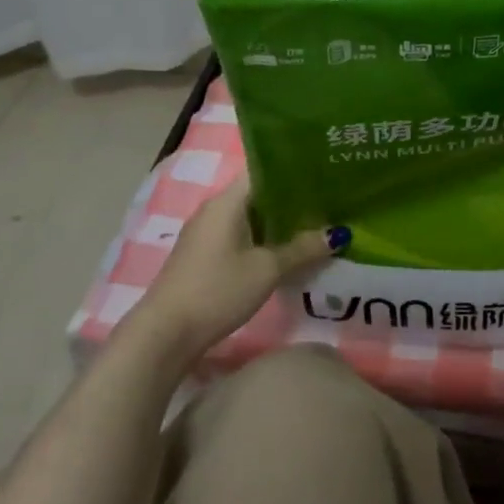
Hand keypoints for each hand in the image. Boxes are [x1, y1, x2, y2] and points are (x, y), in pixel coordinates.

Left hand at [134, 175, 340, 359]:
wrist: (165, 334)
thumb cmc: (217, 290)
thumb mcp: (267, 269)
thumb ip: (302, 249)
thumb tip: (338, 234)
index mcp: (228, 201)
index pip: (265, 170)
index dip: (295, 169)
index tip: (324, 172)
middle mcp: (215, 209)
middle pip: (260, 193)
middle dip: (293, 198)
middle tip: (330, 200)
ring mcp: (207, 233)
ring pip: (251, 216)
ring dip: (280, 221)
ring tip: (317, 223)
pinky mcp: (205, 255)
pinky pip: (242, 234)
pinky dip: (265, 237)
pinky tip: (288, 250)